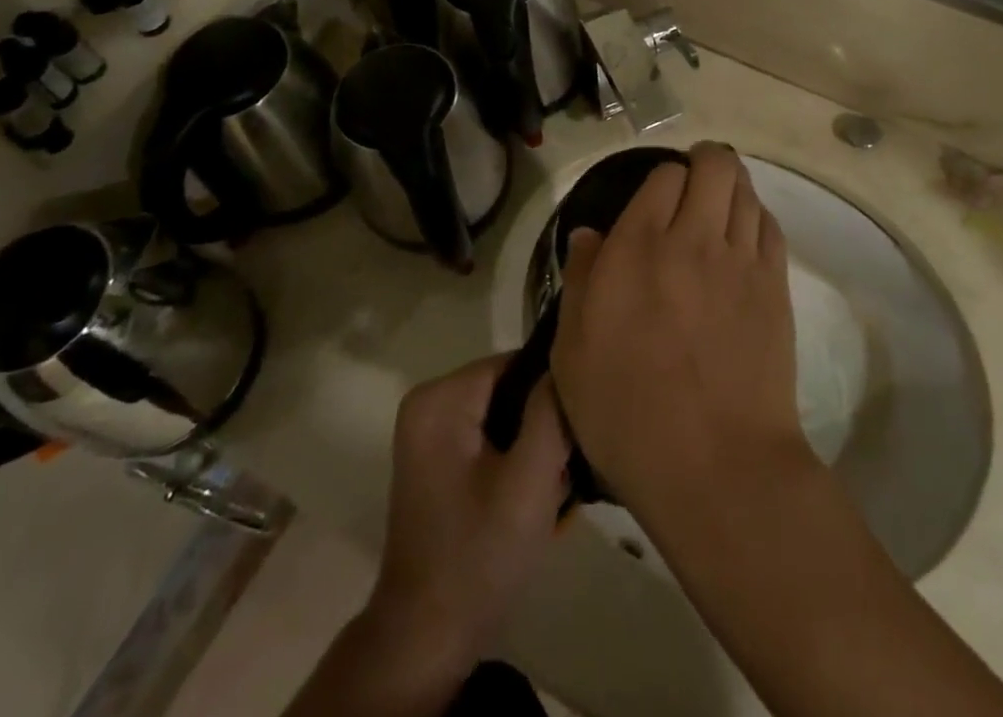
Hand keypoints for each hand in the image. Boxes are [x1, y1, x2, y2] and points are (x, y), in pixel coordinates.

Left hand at [365, 356, 571, 677]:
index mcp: (441, 398)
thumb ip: (551, 413)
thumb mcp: (528, 482)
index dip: (551, 394)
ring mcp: (432, 433)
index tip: (575, 434)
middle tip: (564, 471)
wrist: (427, 641)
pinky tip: (536, 499)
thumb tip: (568, 361)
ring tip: (553, 489)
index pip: (517, 364)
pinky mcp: (440, 460)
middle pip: (512, 390)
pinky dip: (518, 464)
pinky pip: (494, 439)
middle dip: (544, 427)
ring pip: (508, 416)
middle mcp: (430, 403)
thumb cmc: (477, 556)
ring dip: (535, 449)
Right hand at [551, 144, 809, 520]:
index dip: (662, 180)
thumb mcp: (574, 353)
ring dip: (732, 185)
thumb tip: (589, 234)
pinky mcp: (774, 286)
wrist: (714, 463)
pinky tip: (745, 235)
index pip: (663, 176)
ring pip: (745, 189)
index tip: (656, 200)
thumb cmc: (628, 412)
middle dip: (705, 161)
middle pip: (714, 165)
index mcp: (638, 248)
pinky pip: (770, 226)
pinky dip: (757, 217)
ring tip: (720, 204)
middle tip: (694, 183)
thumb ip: (581, 280)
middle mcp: (692, 238)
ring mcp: (740, 260)